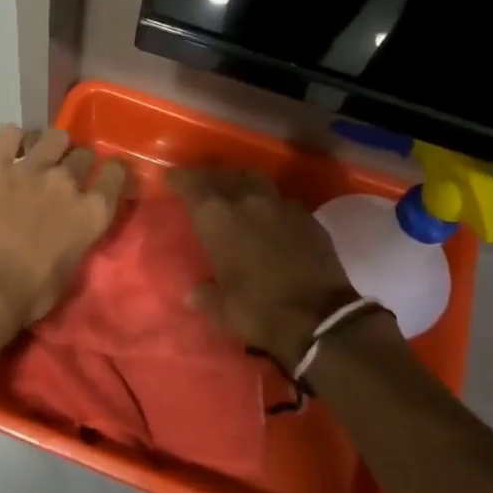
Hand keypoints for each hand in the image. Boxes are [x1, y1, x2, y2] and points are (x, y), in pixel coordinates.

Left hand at [0, 125, 128, 341]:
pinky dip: (11, 138)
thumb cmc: (28, 294)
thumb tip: (71, 233)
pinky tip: (8, 147)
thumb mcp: (68, 274)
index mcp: (92, 212)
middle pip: (83, 154)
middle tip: (66, 175)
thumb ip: (76, 242)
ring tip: (41, 156)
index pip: (116, 174)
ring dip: (51, 145)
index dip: (112, 173)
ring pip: (54, 136)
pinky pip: (8, 134)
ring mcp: (30, 169)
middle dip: (78, 161)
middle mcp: (67, 183)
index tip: (106, 177)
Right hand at [170, 166, 358, 369]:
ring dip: (242, 182)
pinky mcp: (308, 218)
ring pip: (256, 180)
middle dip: (210, 176)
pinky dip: (271, 204)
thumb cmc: (259, 309)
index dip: (180, 178)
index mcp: (218, 218)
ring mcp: (281, 205)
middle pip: (224, 174)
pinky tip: (271, 217)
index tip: (171, 177)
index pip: (192, 184)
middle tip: (202, 184)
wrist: (320, 318)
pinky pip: (283, 200)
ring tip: (236, 192)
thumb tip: (192, 294)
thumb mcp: (222, 309)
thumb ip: (205, 295)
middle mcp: (248, 201)